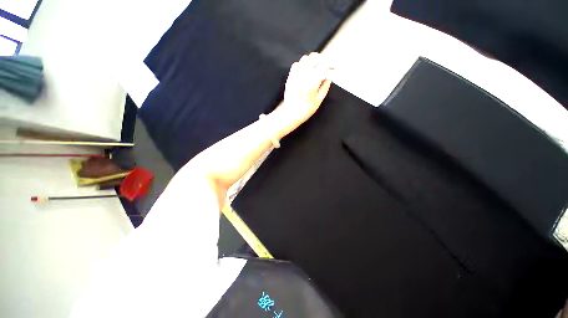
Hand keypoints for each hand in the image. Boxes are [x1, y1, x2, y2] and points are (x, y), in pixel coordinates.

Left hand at [274, 52, 333, 128]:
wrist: (291, 113)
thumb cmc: (306, 109)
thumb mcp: (319, 99)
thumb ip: (325, 86)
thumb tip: (329, 76)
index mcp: (313, 81)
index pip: (324, 65)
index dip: (330, 65)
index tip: (333, 68)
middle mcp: (304, 75)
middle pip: (315, 57)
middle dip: (322, 61)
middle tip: (324, 68)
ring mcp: (296, 75)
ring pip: (305, 58)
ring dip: (312, 61)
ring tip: (314, 69)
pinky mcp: (290, 77)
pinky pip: (296, 64)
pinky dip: (302, 65)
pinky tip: (304, 72)